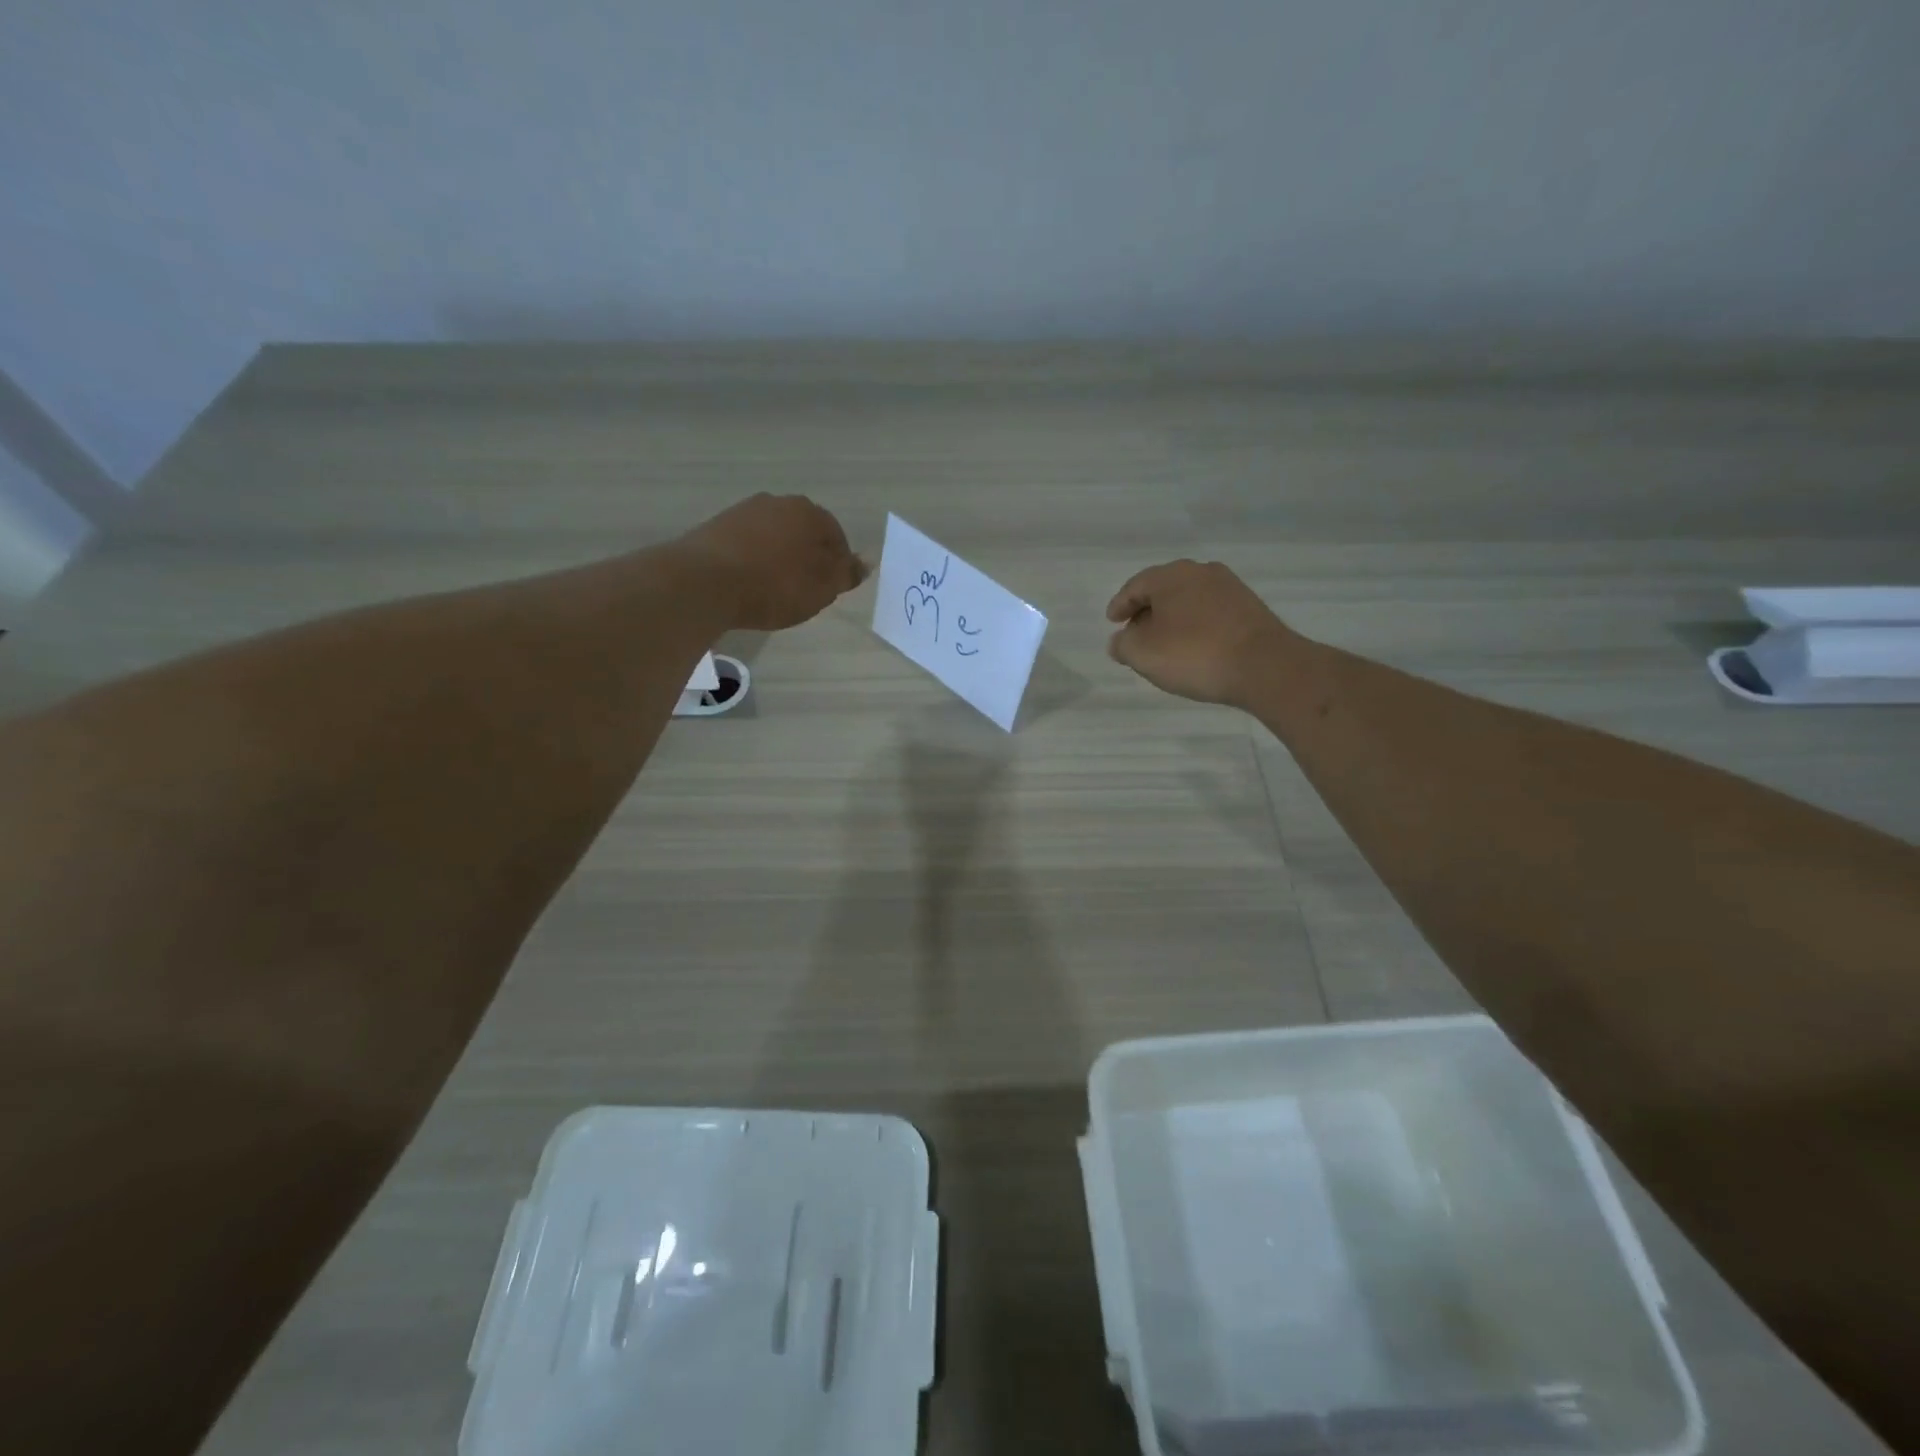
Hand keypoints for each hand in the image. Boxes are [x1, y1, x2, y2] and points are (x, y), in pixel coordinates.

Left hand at [679, 494, 867, 630]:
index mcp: (809, 512)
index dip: (838, 564)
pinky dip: (753, 560)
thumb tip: (866, 563)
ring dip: (779, 557)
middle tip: (805, 589)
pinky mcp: (716, 527)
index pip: (836, 535)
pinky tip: (749, 583)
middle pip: (803, 532)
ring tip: (774, 589)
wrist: (705, 582)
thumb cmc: (775, 586)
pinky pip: (747, 544)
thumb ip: (845, 574)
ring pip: (774, 536)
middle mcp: (777, 502)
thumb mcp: (821, 588)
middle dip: (807, 557)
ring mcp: (743, 511)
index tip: (830, 589)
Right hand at [1105, 559, 1293, 707]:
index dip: (1120, 605)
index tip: (1112, 622)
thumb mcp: (1142, 654)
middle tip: (1135, 633)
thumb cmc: (1194, 655)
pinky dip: (1196, 625)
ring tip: (1164, 643)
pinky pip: (1210, 613)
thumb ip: (1123, 645)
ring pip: (1189, 600)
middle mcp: (1201, 572)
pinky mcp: (1250, 607)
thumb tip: (1120, 640)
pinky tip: (1194, 646)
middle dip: (1146, 611)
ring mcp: (1230, 588)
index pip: (1135, 586)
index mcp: (1171, 576)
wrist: (1264, 666)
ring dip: (1173, 618)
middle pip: (1163, 590)